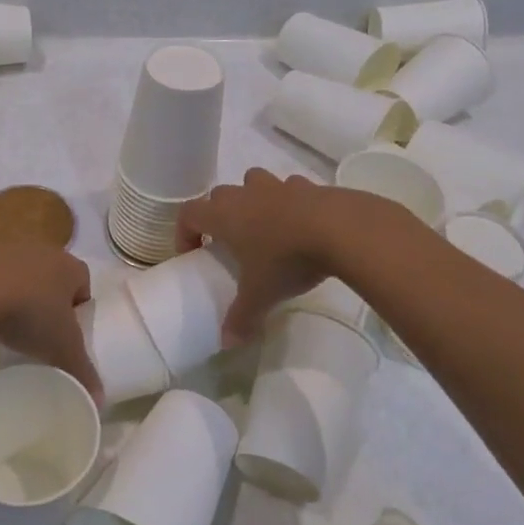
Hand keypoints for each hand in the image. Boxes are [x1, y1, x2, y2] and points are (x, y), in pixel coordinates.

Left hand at [0, 244, 98, 396]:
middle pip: (55, 278)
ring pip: (27, 276)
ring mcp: (13, 251)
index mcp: (71, 266)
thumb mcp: (62, 349)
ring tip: (15, 325)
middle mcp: (45, 252)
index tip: (68, 332)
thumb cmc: (31, 314)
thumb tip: (100, 400)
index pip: (84, 284)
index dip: (79, 308)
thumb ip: (83, 371)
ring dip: (24, 296)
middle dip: (52, 301)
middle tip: (44, 331)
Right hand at [179, 169, 350, 342]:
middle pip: (219, 195)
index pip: (188, 213)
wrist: (338, 229)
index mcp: (224, 215)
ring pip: (253, 182)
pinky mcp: (308, 185)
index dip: (184, 232)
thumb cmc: (286, 259)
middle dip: (219, 214)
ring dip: (253, 199)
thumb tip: (227, 342)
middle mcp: (245, 194)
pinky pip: (290, 188)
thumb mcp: (260, 295)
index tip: (194, 254)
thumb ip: (241, 317)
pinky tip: (301, 223)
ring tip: (265, 227)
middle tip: (230, 242)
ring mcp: (277, 186)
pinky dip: (289, 201)